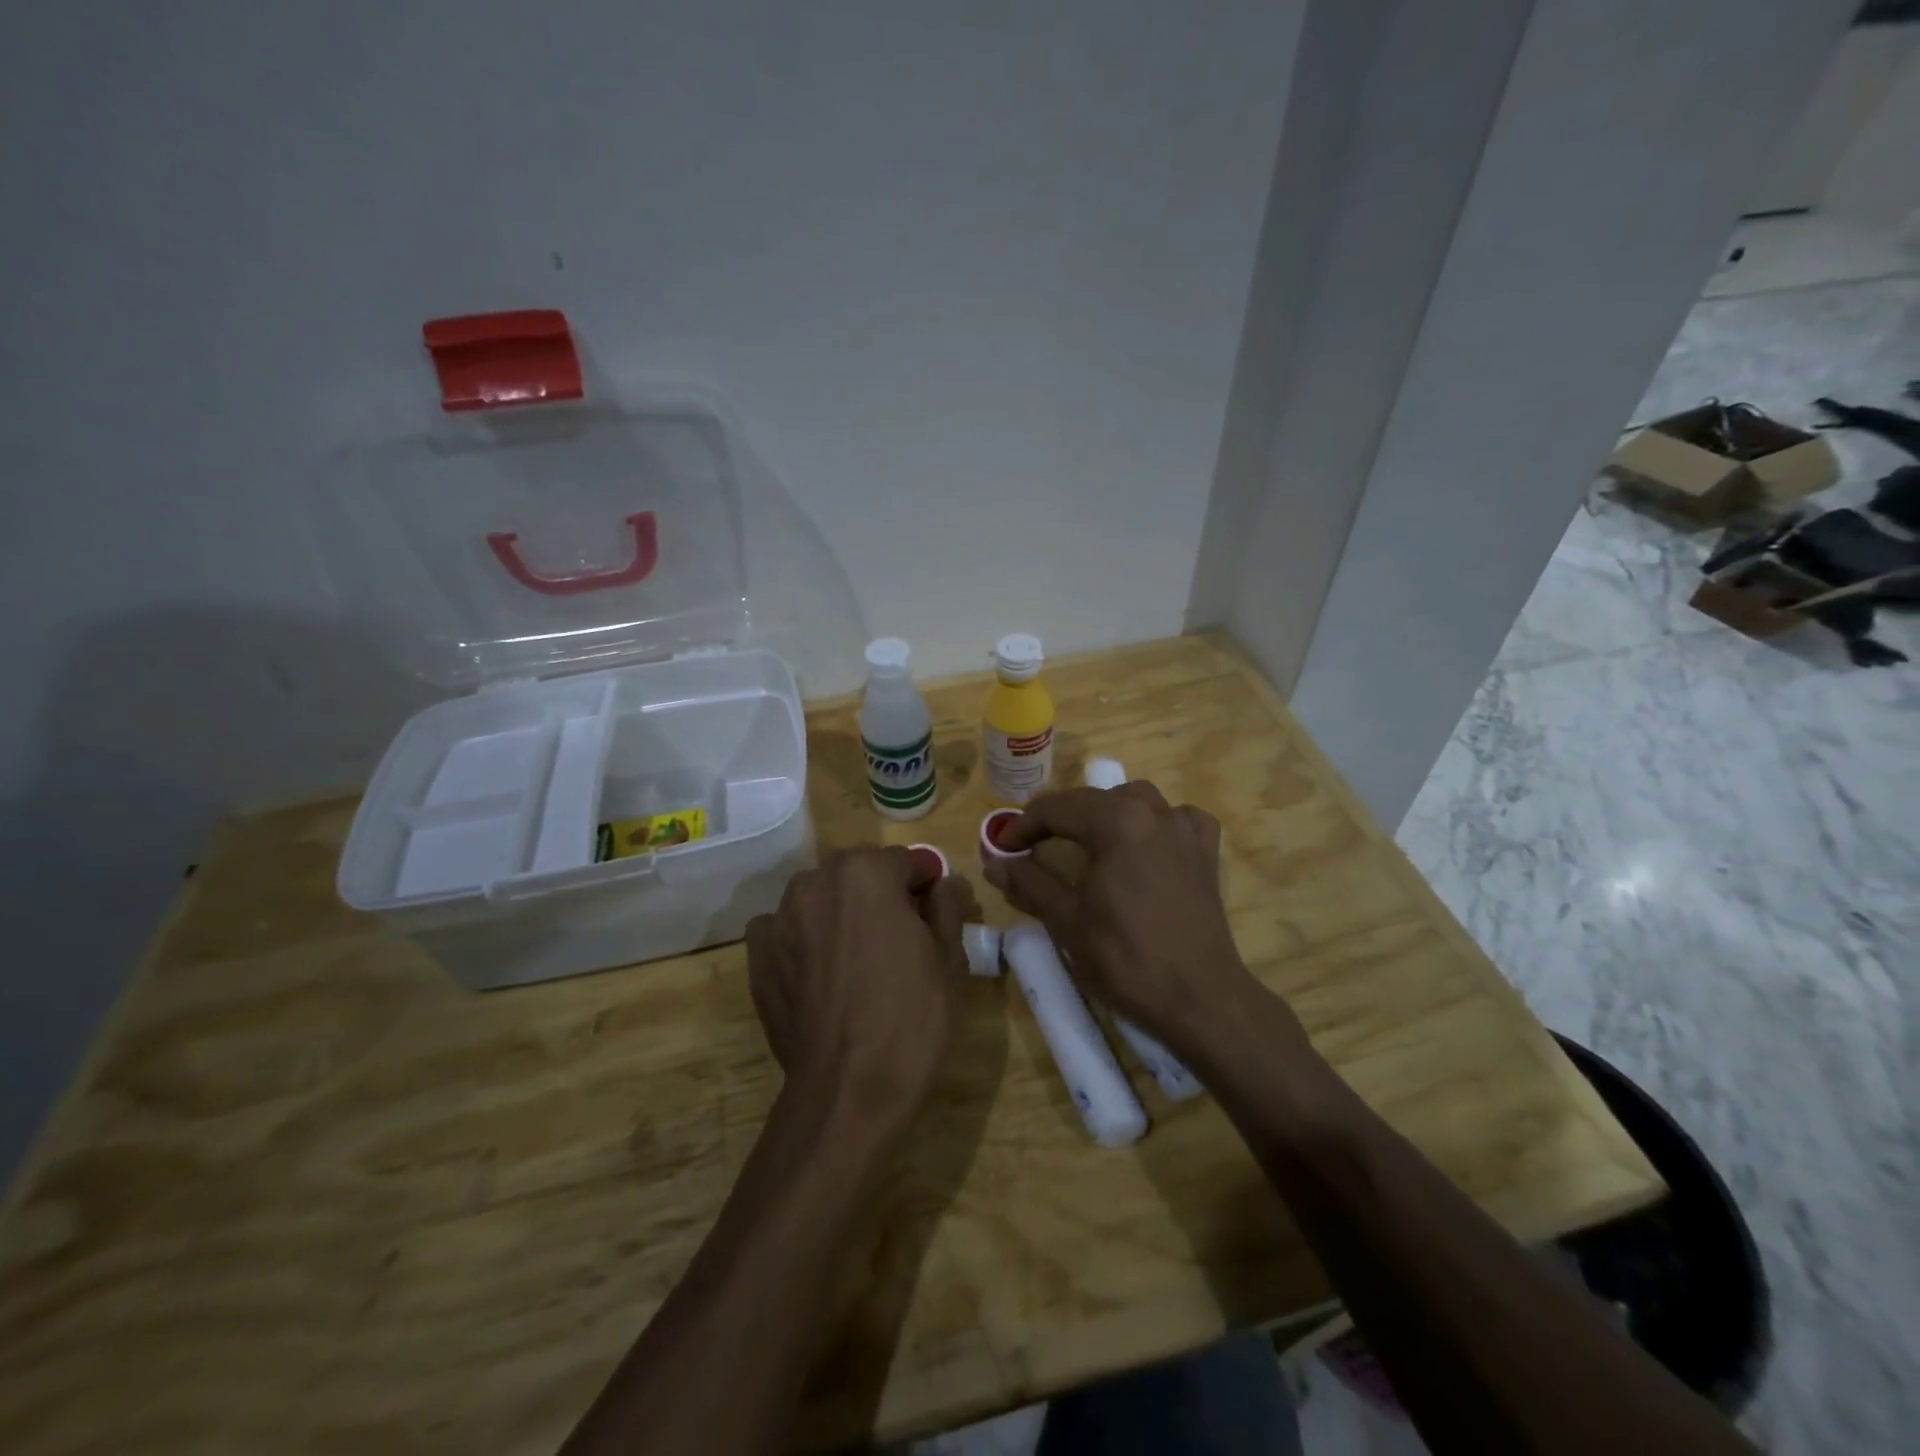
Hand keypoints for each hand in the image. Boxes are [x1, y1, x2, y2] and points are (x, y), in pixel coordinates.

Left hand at [747, 846, 977, 1135]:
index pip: (905, 861)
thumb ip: (948, 906)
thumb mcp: (949, 959)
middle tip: (900, 940)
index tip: (934, 916)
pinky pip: (785, 928)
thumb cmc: (910, 1019)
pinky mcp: (757, 954)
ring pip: (822, 898)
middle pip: (860, 875)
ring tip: (856, 960)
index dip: (925, 887)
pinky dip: (803, 938)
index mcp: (866, 873)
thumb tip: (945, 883)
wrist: (847, 1090)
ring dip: (841, 913)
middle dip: (881, 896)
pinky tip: (819, 973)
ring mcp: (780, 917)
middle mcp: (816, 882)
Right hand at [984, 781, 1262, 1054]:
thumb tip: (993, 863)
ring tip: (1084, 840)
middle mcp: (1152, 811)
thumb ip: (1029, 883)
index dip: (1022, 826)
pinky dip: (1153, 822)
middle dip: (1056, 819)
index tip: (1001, 849)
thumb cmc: (1127, 959)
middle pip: (1091, 799)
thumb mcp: (1067, 921)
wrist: (1201, 999)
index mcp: (1115, 821)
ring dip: (1102, 812)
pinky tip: (1145, 842)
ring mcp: (1184, 828)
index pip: (1055, 809)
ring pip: (1134, 799)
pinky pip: (1175, 818)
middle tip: (1030, 848)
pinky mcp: (1205, 851)